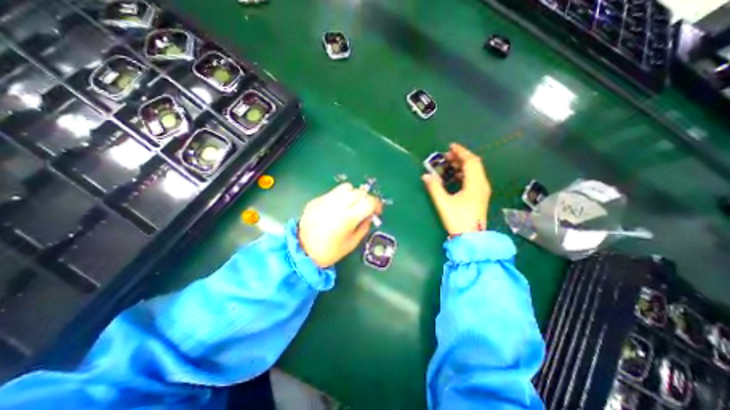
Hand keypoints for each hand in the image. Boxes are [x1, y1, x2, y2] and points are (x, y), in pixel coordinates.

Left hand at [300, 183, 383, 268]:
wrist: (302, 251)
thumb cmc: (330, 251)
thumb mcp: (352, 243)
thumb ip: (364, 227)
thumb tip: (369, 217)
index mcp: (348, 218)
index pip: (369, 201)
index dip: (377, 204)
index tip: (377, 211)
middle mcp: (338, 205)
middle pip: (359, 192)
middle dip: (366, 199)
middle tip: (365, 208)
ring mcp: (326, 200)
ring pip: (347, 187)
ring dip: (354, 194)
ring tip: (352, 204)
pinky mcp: (316, 200)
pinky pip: (333, 192)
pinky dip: (340, 197)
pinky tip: (337, 207)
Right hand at [422, 144, 489, 234]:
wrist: (471, 238)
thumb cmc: (458, 219)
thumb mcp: (444, 203)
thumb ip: (434, 188)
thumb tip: (426, 176)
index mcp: (475, 184)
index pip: (470, 161)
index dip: (461, 152)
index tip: (450, 147)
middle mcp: (482, 185)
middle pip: (474, 165)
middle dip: (460, 158)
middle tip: (446, 156)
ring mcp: (482, 191)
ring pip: (474, 172)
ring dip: (462, 166)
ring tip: (448, 165)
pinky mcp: (479, 197)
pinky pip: (473, 179)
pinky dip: (464, 174)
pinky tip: (454, 178)